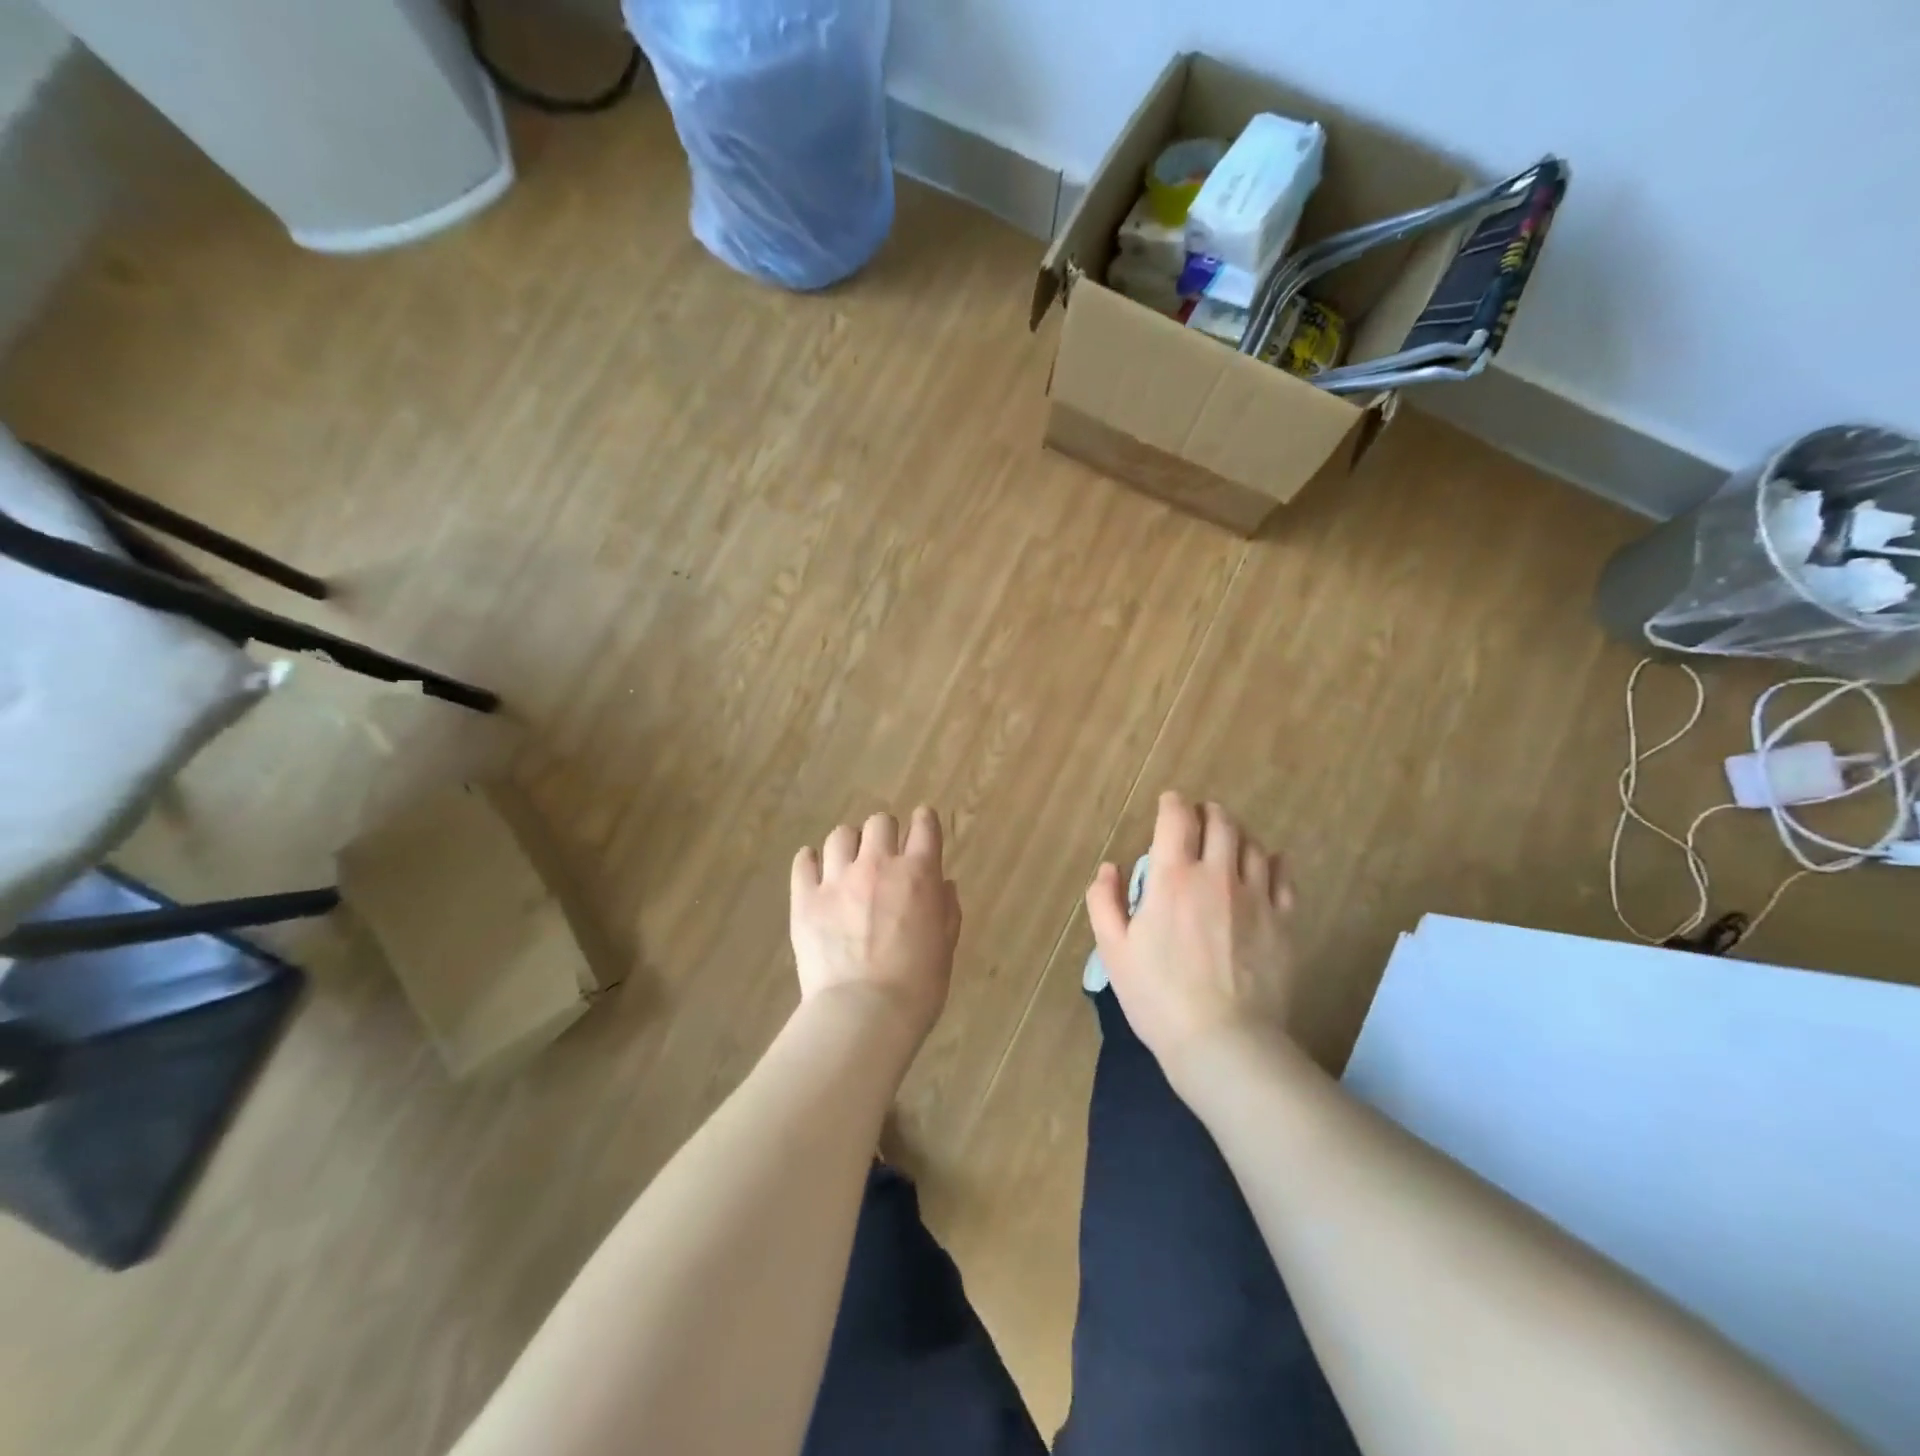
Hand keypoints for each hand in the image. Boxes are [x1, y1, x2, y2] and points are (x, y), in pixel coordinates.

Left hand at [791, 808, 960, 1044]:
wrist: (864, 1013)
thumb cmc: (918, 985)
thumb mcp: (945, 946)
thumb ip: (946, 910)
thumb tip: (944, 885)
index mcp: (918, 874)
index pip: (924, 825)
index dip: (924, 822)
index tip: (922, 827)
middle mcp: (877, 865)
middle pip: (880, 822)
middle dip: (885, 833)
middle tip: (884, 856)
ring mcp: (837, 879)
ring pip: (840, 835)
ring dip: (849, 845)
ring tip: (848, 865)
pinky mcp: (805, 898)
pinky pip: (803, 861)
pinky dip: (810, 862)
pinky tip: (815, 873)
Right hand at [1085, 792, 1296, 1087]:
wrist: (1224, 1042)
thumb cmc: (1158, 997)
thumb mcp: (1113, 951)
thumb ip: (1105, 902)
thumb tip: (1109, 868)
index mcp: (1172, 877)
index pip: (1176, 819)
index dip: (1172, 804)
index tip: (1169, 804)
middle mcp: (1217, 875)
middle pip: (1220, 822)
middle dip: (1207, 812)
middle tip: (1198, 818)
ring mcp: (1256, 896)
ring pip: (1252, 844)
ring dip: (1237, 834)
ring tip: (1228, 841)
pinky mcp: (1284, 921)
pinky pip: (1283, 875)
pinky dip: (1272, 861)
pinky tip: (1266, 865)